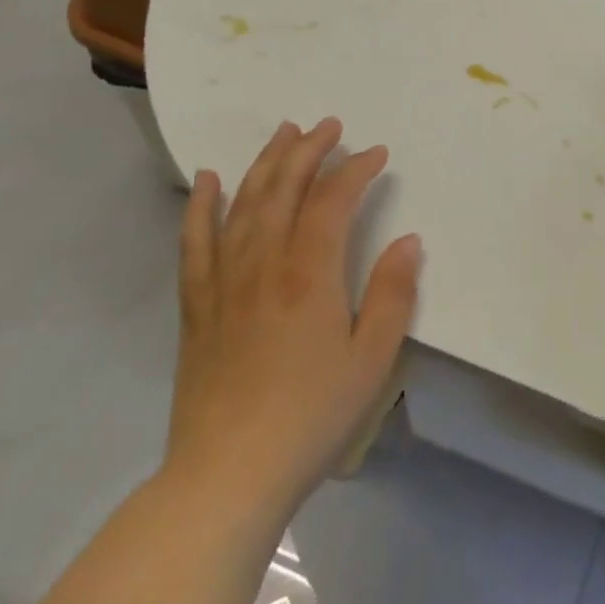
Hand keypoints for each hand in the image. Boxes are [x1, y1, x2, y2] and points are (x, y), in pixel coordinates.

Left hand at [163, 119, 421, 537]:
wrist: (225, 477)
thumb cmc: (310, 417)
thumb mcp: (371, 360)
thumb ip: (392, 295)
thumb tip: (409, 241)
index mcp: (310, 275)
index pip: (333, 201)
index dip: (355, 169)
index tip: (377, 154)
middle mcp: (264, 264)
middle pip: (284, 189)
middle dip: (309, 150)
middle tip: (329, 125)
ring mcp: (224, 282)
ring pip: (243, 204)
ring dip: (265, 163)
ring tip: (282, 132)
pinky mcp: (197, 305)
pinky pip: (195, 243)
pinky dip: (202, 206)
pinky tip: (208, 180)